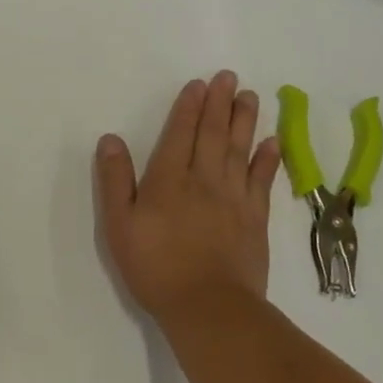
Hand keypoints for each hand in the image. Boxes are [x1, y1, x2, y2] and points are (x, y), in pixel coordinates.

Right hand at [94, 71, 282, 324]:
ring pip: (239, 149)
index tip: (198, 84)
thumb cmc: (155, 267)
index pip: (180, 134)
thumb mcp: (120, 226)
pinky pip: (262, 180)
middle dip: (219, 103)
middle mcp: (204, 180)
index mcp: (169, 180)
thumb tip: (111, 139)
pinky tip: (271, 141)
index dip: (188, 107)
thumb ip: (115, 181)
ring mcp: (234, 198)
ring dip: (244, 121)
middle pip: (213, 134)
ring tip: (249, 96)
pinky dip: (267, 158)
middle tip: (228, 76)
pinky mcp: (255, 218)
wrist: (209, 306)